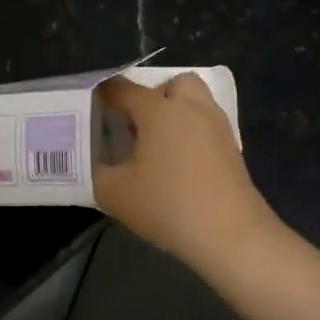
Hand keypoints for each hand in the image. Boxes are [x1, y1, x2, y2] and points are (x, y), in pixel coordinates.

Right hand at [93, 73, 281, 271]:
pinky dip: (190, 133)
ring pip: (194, 101)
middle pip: (170, 83)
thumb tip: (93, 161)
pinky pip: (206, 125)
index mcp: (159, 110)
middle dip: (151, 95)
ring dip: (175, 112)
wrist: (231, 236)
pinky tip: (177, 163)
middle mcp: (190, 108)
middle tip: (134, 123)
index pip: (122, 88)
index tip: (87, 107)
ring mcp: (216, 126)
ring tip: (155, 143)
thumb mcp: (114, 193)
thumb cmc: (168, 206)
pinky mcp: (232, 148)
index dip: (101, 94)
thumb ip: (95, 170)